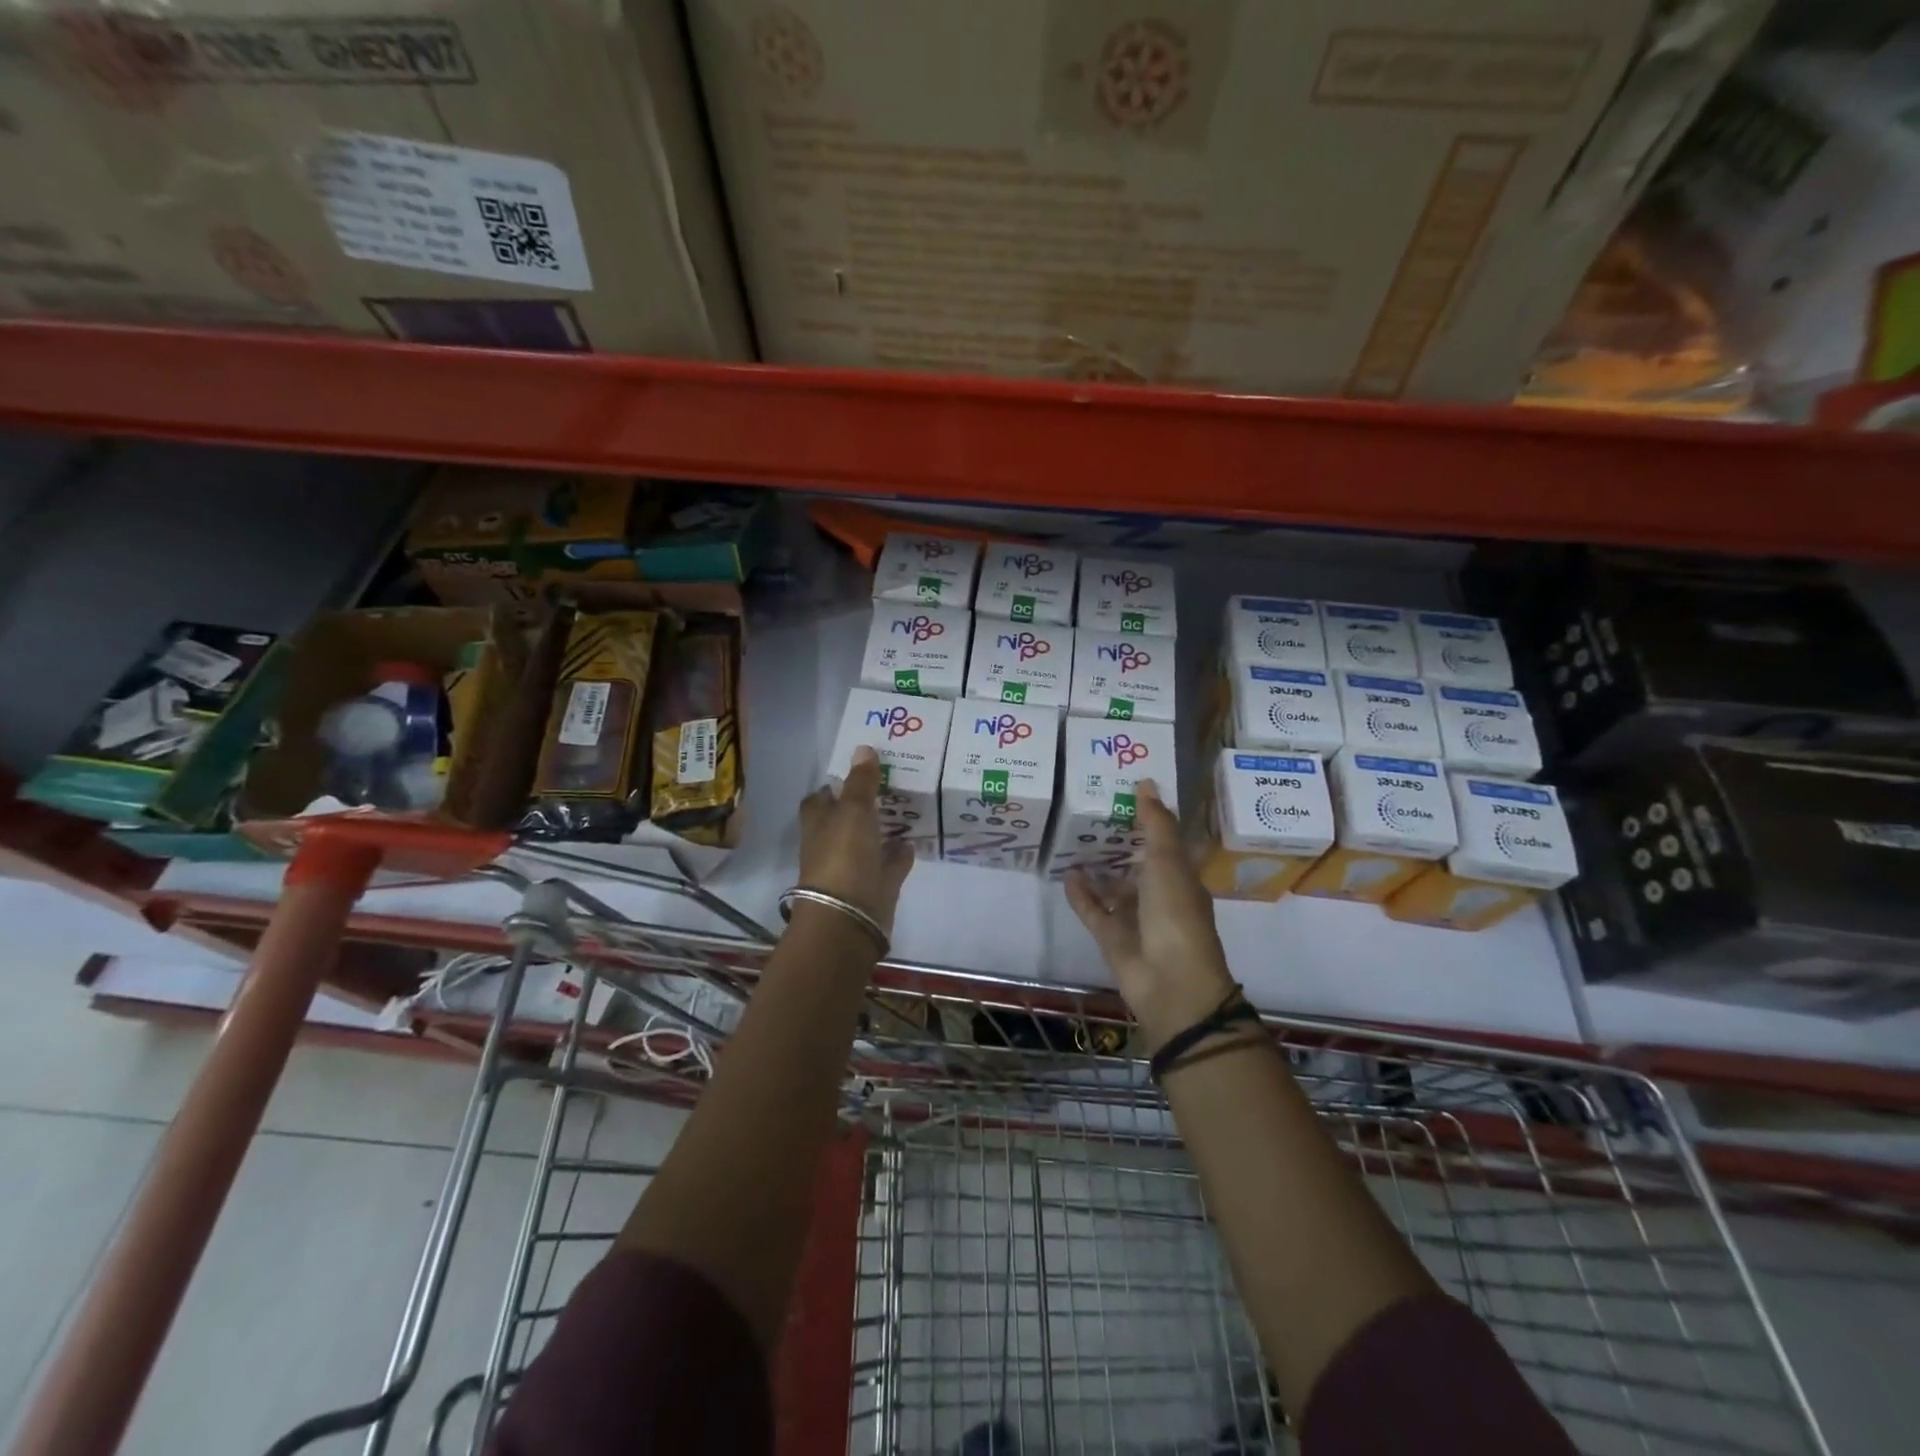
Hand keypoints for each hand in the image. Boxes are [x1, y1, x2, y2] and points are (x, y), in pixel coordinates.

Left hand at [799, 745, 914, 933]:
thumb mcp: (853, 811)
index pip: (821, 798)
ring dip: (884, 827)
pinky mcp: (876, 886)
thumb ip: (861, 782)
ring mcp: (854, 866)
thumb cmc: (843, 857)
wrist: (849, 917)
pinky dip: (900, 852)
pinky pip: (889, 864)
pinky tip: (915, 838)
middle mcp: (833, 843)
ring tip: (909, 805)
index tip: (859, 770)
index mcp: (819, 823)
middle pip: (847, 819)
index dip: (835, 785)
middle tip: (893, 782)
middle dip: (865, 804)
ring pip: (870, 841)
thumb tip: (863, 748)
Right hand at [1065, 779, 1234, 1047]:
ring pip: (1113, 888)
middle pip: (1136, 864)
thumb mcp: (1167, 861)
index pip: (1164, 842)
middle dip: (1117, 843)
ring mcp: (1134, 918)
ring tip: (1072, 840)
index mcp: (1180, 876)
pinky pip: (1093, 910)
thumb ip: (1155, 823)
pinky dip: (1080, 894)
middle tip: (1089, 812)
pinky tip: (1065, 873)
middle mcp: (1159, 896)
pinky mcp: (1111, 937)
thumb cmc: (1176, 914)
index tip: (1124, 793)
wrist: (1170, 982)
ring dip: (1096, 868)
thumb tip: (1146, 782)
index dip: (1148, 820)